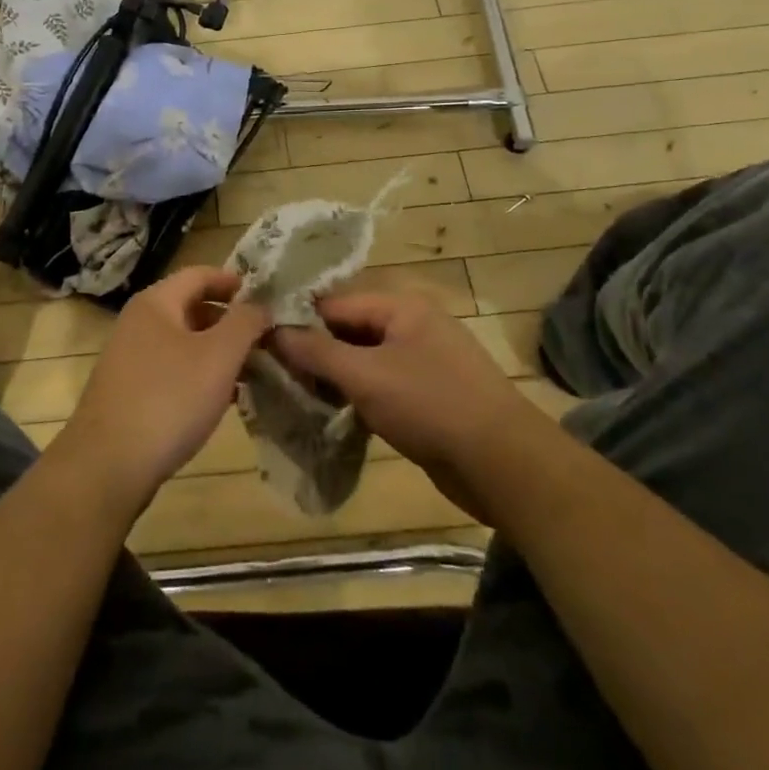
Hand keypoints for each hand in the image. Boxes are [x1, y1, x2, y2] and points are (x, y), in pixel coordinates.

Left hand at [53, 267, 268, 510]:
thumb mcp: (219, 357)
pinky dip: (198, 374)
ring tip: (249, 371)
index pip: (199, 274)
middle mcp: (138, 321)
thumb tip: (260, 304)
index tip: (263, 295)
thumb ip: (245, 323)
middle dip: (228, 320)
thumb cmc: (169, 399)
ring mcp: (129, 357)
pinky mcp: (128, 390)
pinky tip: (221, 400)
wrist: (108, 465)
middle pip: (190, 306)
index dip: (232, 281)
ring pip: (182, 341)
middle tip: (262, 338)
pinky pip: (171, 369)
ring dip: (216, 351)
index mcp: (156, 302)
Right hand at [272, 281, 528, 518]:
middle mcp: (413, 325)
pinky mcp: (430, 396)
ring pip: (365, 360)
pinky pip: (382, 384)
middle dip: (316, 351)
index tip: (264, 343)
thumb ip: (316, 352)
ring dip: (335, 377)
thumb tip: (273, 331)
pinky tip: (333, 414)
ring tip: (297, 395)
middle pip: (350, 330)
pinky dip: (358, 395)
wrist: (504, 465)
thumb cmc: (429, 406)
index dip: (299, 322)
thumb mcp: (365, 376)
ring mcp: (425, 361)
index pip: (336, 304)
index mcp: (402, 306)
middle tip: (277, 373)